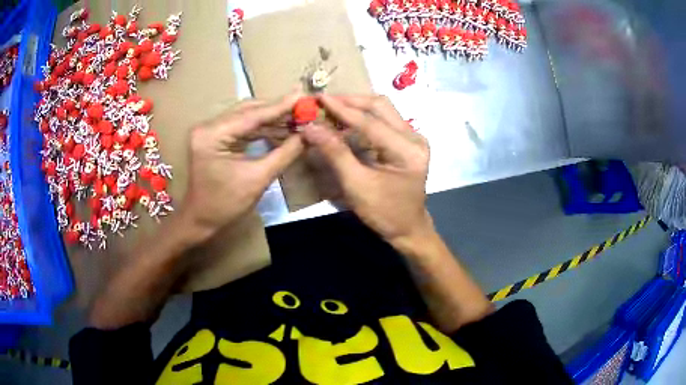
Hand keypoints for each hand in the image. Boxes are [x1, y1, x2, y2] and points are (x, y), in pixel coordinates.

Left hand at [181, 94, 303, 237]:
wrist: (201, 220)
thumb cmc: (225, 204)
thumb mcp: (258, 179)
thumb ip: (285, 153)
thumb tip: (308, 135)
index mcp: (212, 135)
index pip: (251, 116)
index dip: (280, 107)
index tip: (303, 97)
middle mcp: (208, 126)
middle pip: (248, 110)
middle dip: (277, 110)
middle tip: (303, 108)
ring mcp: (210, 131)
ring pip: (246, 117)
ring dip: (271, 119)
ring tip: (297, 119)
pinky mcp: (215, 137)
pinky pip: (242, 128)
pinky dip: (262, 129)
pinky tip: (281, 129)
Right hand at [302, 94, 432, 250]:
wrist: (408, 228)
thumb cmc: (384, 213)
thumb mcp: (357, 186)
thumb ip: (335, 154)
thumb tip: (310, 128)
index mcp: (407, 150)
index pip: (370, 122)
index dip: (342, 109)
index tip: (319, 98)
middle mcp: (414, 138)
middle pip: (380, 106)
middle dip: (350, 101)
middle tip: (324, 101)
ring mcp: (413, 137)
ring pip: (382, 109)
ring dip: (356, 105)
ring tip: (331, 107)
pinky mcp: (407, 141)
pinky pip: (383, 119)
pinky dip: (363, 116)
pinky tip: (345, 119)